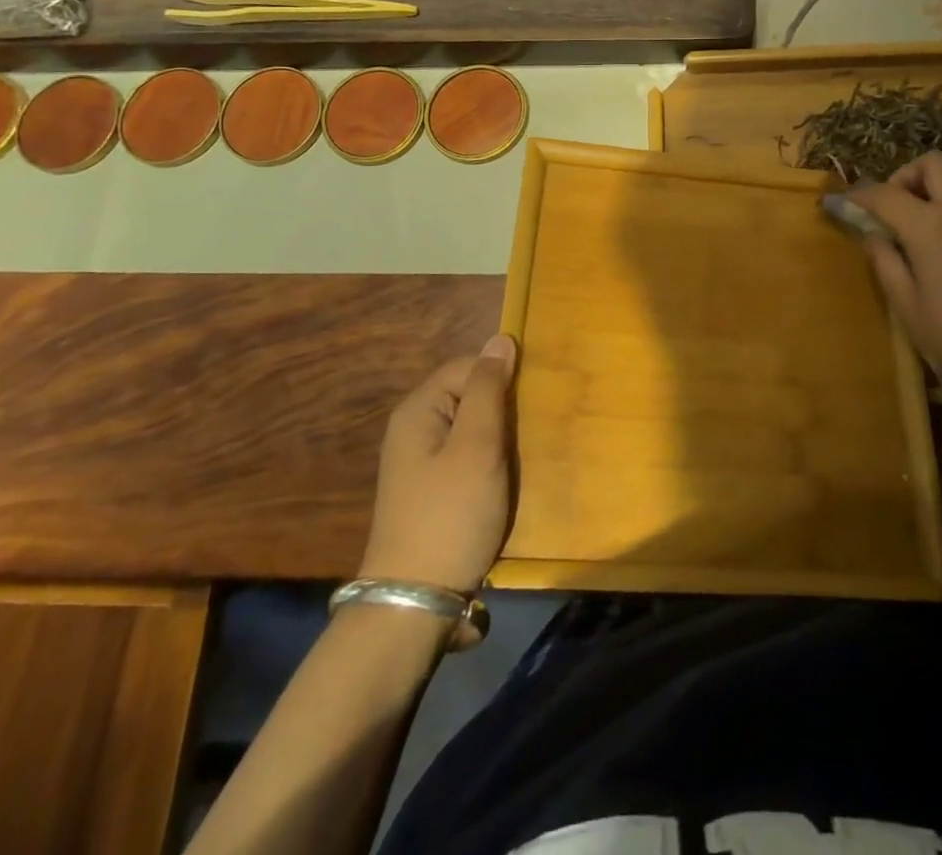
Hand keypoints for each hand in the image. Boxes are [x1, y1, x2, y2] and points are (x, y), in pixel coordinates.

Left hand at [358, 334, 516, 594]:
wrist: (416, 602)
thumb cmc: (451, 514)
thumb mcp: (477, 446)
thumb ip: (489, 389)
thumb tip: (501, 339)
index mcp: (418, 410)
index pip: (468, 366)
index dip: (500, 378)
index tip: (527, 405)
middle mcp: (414, 428)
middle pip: (468, 395)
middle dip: (501, 409)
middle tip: (527, 433)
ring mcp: (420, 461)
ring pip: (471, 427)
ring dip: (498, 438)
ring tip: (519, 457)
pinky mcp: (431, 489)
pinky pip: (466, 455)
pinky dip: (488, 461)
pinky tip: (503, 479)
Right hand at [846, 153, 941, 400]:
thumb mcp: (909, 309)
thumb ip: (886, 264)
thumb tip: (872, 236)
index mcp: (930, 225)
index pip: (885, 194)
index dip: (858, 196)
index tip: (841, 204)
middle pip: (931, 164)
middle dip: (904, 177)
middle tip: (892, 211)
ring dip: (932, 189)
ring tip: (919, 228)